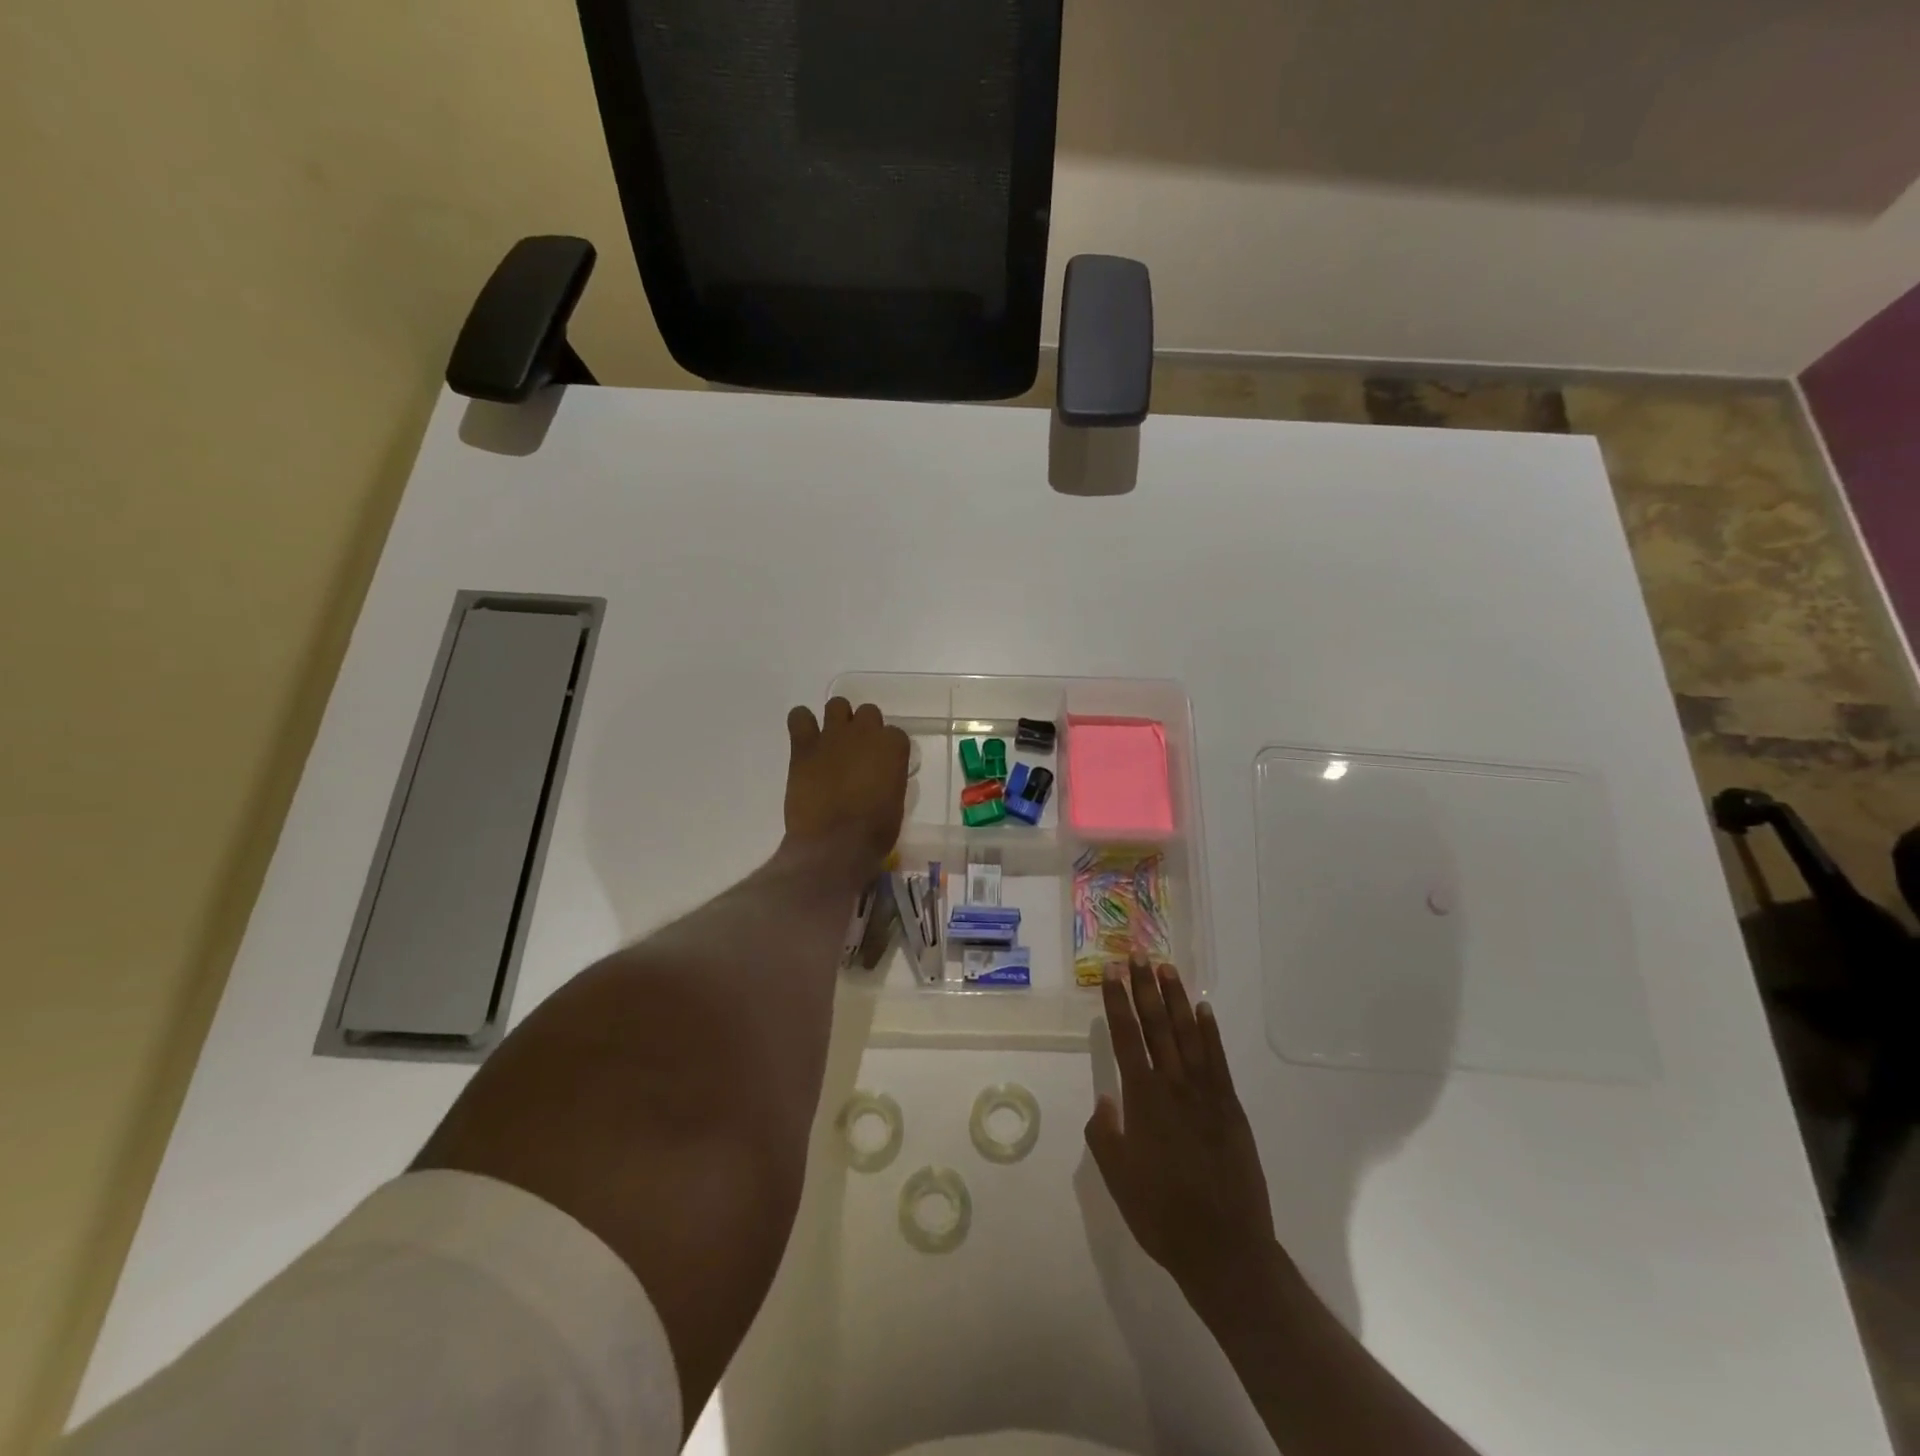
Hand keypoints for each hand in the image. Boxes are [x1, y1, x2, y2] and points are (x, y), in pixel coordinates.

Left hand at [784, 697, 909, 873]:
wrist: (835, 843)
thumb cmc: (874, 831)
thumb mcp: (895, 802)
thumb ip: (889, 778)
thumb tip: (879, 776)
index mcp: (893, 746)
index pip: (895, 734)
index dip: (887, 750)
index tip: (882, 766)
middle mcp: (865, 732)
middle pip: (868, 713)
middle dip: (863, 730)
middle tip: (857, 754)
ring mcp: (833, 735)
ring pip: (837, 705)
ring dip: (837, 720)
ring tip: (831, 743)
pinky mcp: (804, 746)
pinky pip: (800, 717)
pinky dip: (802, 723)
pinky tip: (805, 739)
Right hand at [1086, 956, 1275, 1297]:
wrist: (1224, 1247)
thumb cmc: (1161, 1213)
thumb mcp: (1116, 1176)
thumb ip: (1104, 1132)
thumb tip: (1105, 1098)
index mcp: (1142, 1098)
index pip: (1126, 1036)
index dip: (1116, 1001)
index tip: (1110, 972)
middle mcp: (1173, 1084)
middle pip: (1156, 1024)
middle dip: (1144, 987)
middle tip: (1136, 955)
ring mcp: (1206, 1092)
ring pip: (1188, 1033)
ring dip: (1176, 998)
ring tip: (1166, 968)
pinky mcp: (1230, 1106)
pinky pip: (1218, 1058)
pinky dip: (1210, 1031)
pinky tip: (1203, 1010)